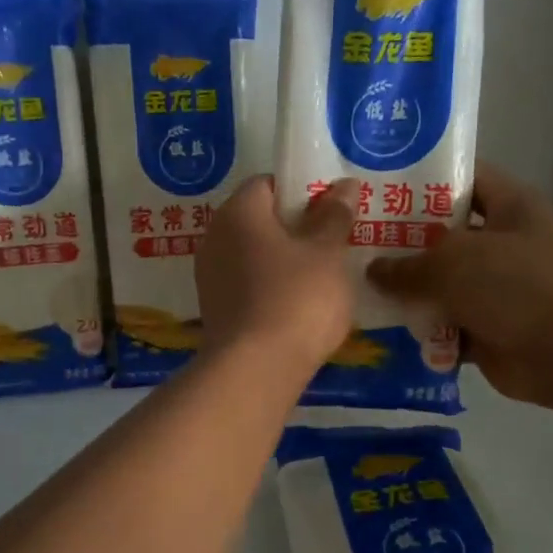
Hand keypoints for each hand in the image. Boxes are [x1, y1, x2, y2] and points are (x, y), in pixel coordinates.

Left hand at [196, 175, 359, 378]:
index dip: (302, 192)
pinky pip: (247, 286)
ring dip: (284, 261)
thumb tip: (342, 186)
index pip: (268, 184)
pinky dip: (271, 288)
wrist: (256, 369)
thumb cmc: (296, 298)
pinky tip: (298, 307)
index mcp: (237, 212)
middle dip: (295, 228)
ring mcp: (210, 277)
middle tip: (333, 244)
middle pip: (259, 221)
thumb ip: (334, 216)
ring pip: (254, 256)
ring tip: (322, 279)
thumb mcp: (327, 253)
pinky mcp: (215, 310)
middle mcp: (214, 238)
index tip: (331, 212)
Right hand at [366, 162, 552, 407]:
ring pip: (444, 282)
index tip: (380, 186)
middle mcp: (507, 243)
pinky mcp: (490, 327)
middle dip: (405, 240)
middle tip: (358, 241)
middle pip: (447, 234)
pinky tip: (381, 326)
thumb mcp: (451, 262)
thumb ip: (406, 265)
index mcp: (511, 207)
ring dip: (409, 289)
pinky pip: (446, 323)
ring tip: (360, 286)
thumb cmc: (513, 285)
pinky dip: (422, 328)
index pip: (465, 178)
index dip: (423, 180)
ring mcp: (500, 288)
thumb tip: (373, 272)